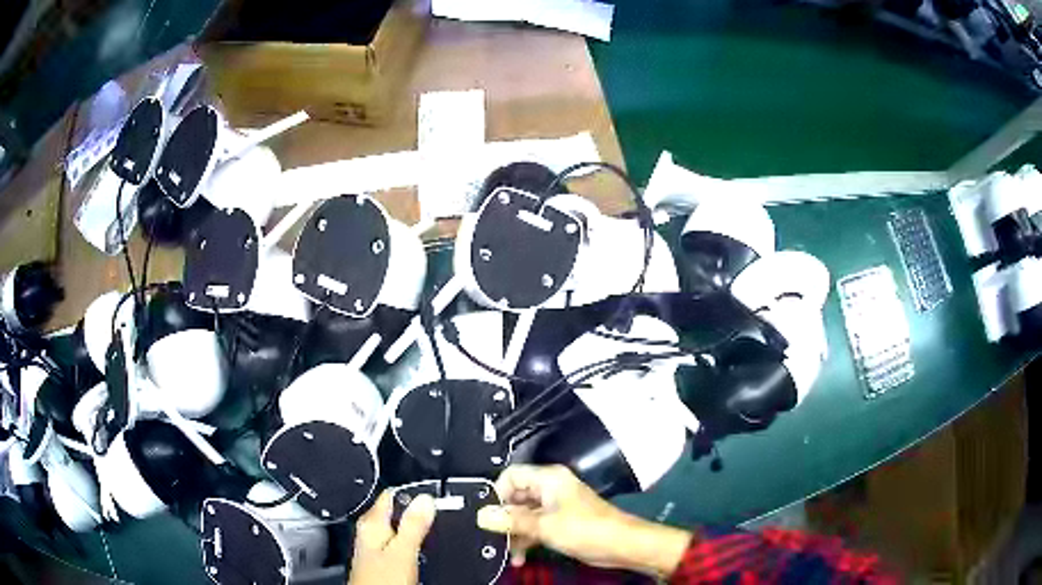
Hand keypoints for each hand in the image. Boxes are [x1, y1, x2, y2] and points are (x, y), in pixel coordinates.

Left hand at [348, 490, 435, 584]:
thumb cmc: (380, 581)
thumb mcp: (402, 552)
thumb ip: (412, 525)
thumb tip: (425, 499)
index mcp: (372, 524)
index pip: (393, 495)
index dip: (415, 493)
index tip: (435, 498)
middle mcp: (371, 532)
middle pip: (397, 512)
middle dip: (417, 513)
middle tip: (439, 517)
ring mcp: (375, 546)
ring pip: (399, 529)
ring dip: (416, 529)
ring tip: (434, 533)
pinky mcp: (382, 560)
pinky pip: (400, 543)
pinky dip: (413, 544)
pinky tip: (423, 551)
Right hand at [476, 464, 690, 577]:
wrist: (622, 545)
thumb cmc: (586, 529)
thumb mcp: (545, 526)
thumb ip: (512, 520)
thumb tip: (482, 515)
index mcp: (548, 479)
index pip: (511, 475)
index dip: (496, 494)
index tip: (487, 516)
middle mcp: (550, 488)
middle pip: (515, 497)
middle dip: (503, 518)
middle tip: (492, 538)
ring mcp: (555, 506)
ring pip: (523, 514)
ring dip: (514, 533)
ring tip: (507, 553)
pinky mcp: (560, 522)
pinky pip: (534, 526)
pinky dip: (526, 539)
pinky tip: (519, 558)